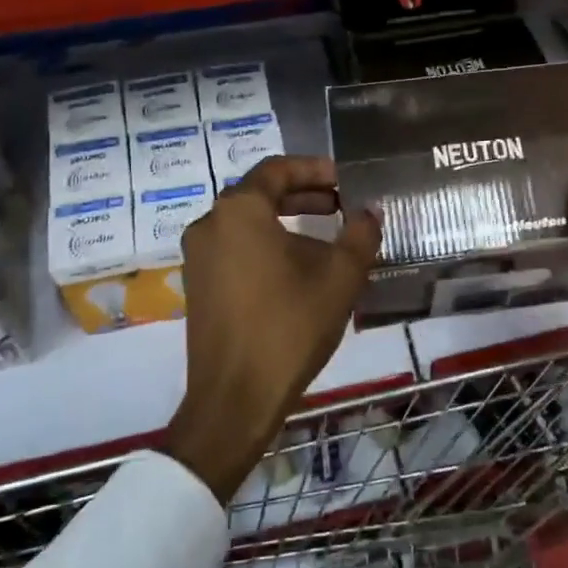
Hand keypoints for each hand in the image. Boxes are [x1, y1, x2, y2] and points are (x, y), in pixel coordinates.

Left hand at [165, 156, 381, 500]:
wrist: (235, 398)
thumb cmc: (289, 327)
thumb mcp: (339, 277)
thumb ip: (360, 234)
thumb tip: (369, 212)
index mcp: (239, 211)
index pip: (277, 169)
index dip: (315, 169)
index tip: (346, 179)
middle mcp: (210, 224)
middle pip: (260, 193)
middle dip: (304, 194)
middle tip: (342, 203)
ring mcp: (198, 257)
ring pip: (247, 222)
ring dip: (287, 221)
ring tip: (328, 236)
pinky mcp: (198, 285)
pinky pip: (236, 247)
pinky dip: (268, 244)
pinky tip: (299, 269)